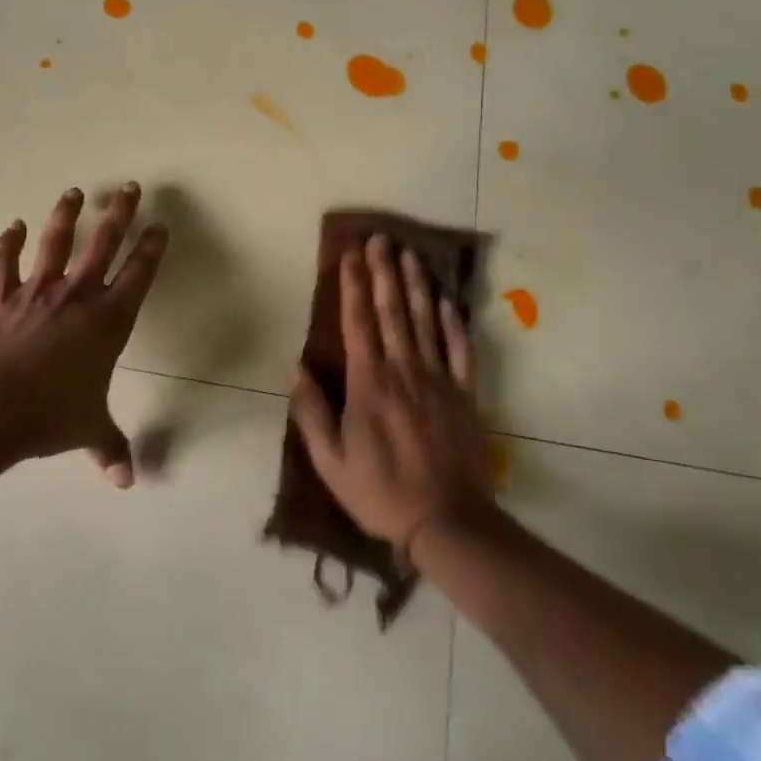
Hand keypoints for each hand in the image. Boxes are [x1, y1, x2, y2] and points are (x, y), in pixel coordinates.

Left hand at [0, 183, 166, 486]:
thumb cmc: (49, 416)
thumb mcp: (88, 431)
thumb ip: (110, 449)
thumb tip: (127, 483)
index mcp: (107, 321)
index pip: (138, 275)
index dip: (151, 248)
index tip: (160, 225)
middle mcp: (77, 296)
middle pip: (103, 244)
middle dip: (119, 213)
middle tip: (130, 187)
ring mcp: (37, 291)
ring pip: (56, 241)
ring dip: (66, 214)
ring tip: (74, 192)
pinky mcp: (0, 296)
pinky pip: (4, 262)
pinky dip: (6, 242)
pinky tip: (11, 225)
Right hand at [291, 234, 492, 550]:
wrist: (448, 522)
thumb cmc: (380, 492)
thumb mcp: (330, 461)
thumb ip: (311, 412)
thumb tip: (295, 368)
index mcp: (369, 384)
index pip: (358, 322)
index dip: (353, 285)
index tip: (350, 254)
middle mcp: (404, 371)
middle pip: (392, 311)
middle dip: (384, 272)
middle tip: (380, 238)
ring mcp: (438, 381)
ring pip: (425, 322)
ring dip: (416, 285)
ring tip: (410, 254)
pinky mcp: (465, 396)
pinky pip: (461, 351)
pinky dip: (454, 324)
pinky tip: (447, 302)